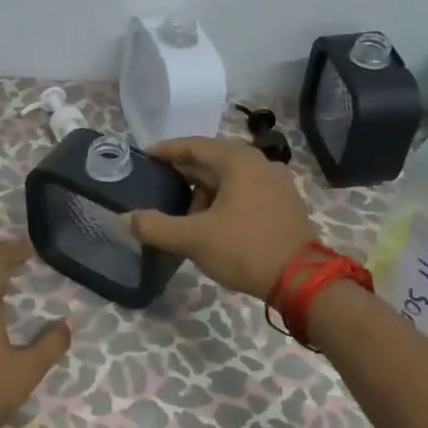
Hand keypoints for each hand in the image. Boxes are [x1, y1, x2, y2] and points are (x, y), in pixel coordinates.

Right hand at [127, 137, 316, 299]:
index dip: (167, 150)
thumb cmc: (245, 249)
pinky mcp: (284, 204)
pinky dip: (224, 200)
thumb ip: (155, 227)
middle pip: (213, 160)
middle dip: (184, 172)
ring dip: (205, 190)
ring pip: (230, 178)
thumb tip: (125, 219)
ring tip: (183, 212)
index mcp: (238, 161)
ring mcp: (276, 183)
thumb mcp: (193, 239)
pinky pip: (245, 192)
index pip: (194, 146)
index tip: (144, 156)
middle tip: (157, 184)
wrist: (302, 281)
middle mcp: (260, 163)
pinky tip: (211, 222)